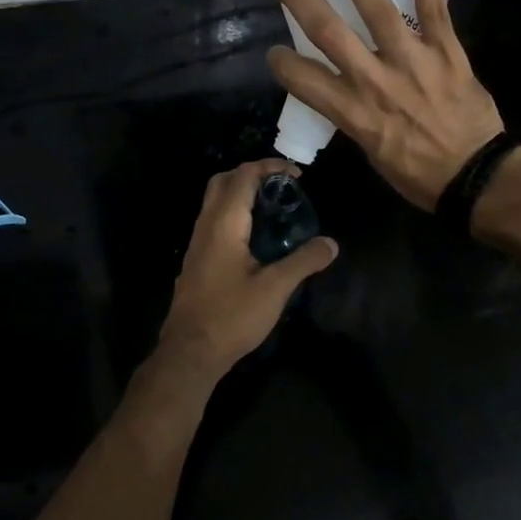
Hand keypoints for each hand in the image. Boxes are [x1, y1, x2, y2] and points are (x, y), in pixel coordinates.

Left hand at [153, 159, 338, 381]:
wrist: (190, 352)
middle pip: (222, 181)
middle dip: (251, 174)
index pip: (243, 177)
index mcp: (224, 224)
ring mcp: (197, 243)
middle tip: (280, 186)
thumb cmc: (232, 316)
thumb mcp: (275, 289)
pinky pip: (213, 221)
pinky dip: (234, 214)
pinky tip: (255, 238)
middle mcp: (205, 225)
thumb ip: (304, 262)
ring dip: (241, 194)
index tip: (296, 173)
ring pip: (215, 202)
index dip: (269, 167)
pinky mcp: (196, 260)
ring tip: (273, 208)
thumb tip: (331, 243)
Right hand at [268, 0, 503, 209]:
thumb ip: (353, 116)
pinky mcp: (446, 50)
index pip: (302, 79)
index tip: (276, 52)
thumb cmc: (418, 174)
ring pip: (377, 8)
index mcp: (354, 112)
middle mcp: (375, 81)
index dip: (281, 62)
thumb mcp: (370, 152)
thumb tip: (343, 92)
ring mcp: (412, 60)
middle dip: (300, 1)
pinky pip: (432, 5)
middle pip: (328, 32)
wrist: (475, 176)